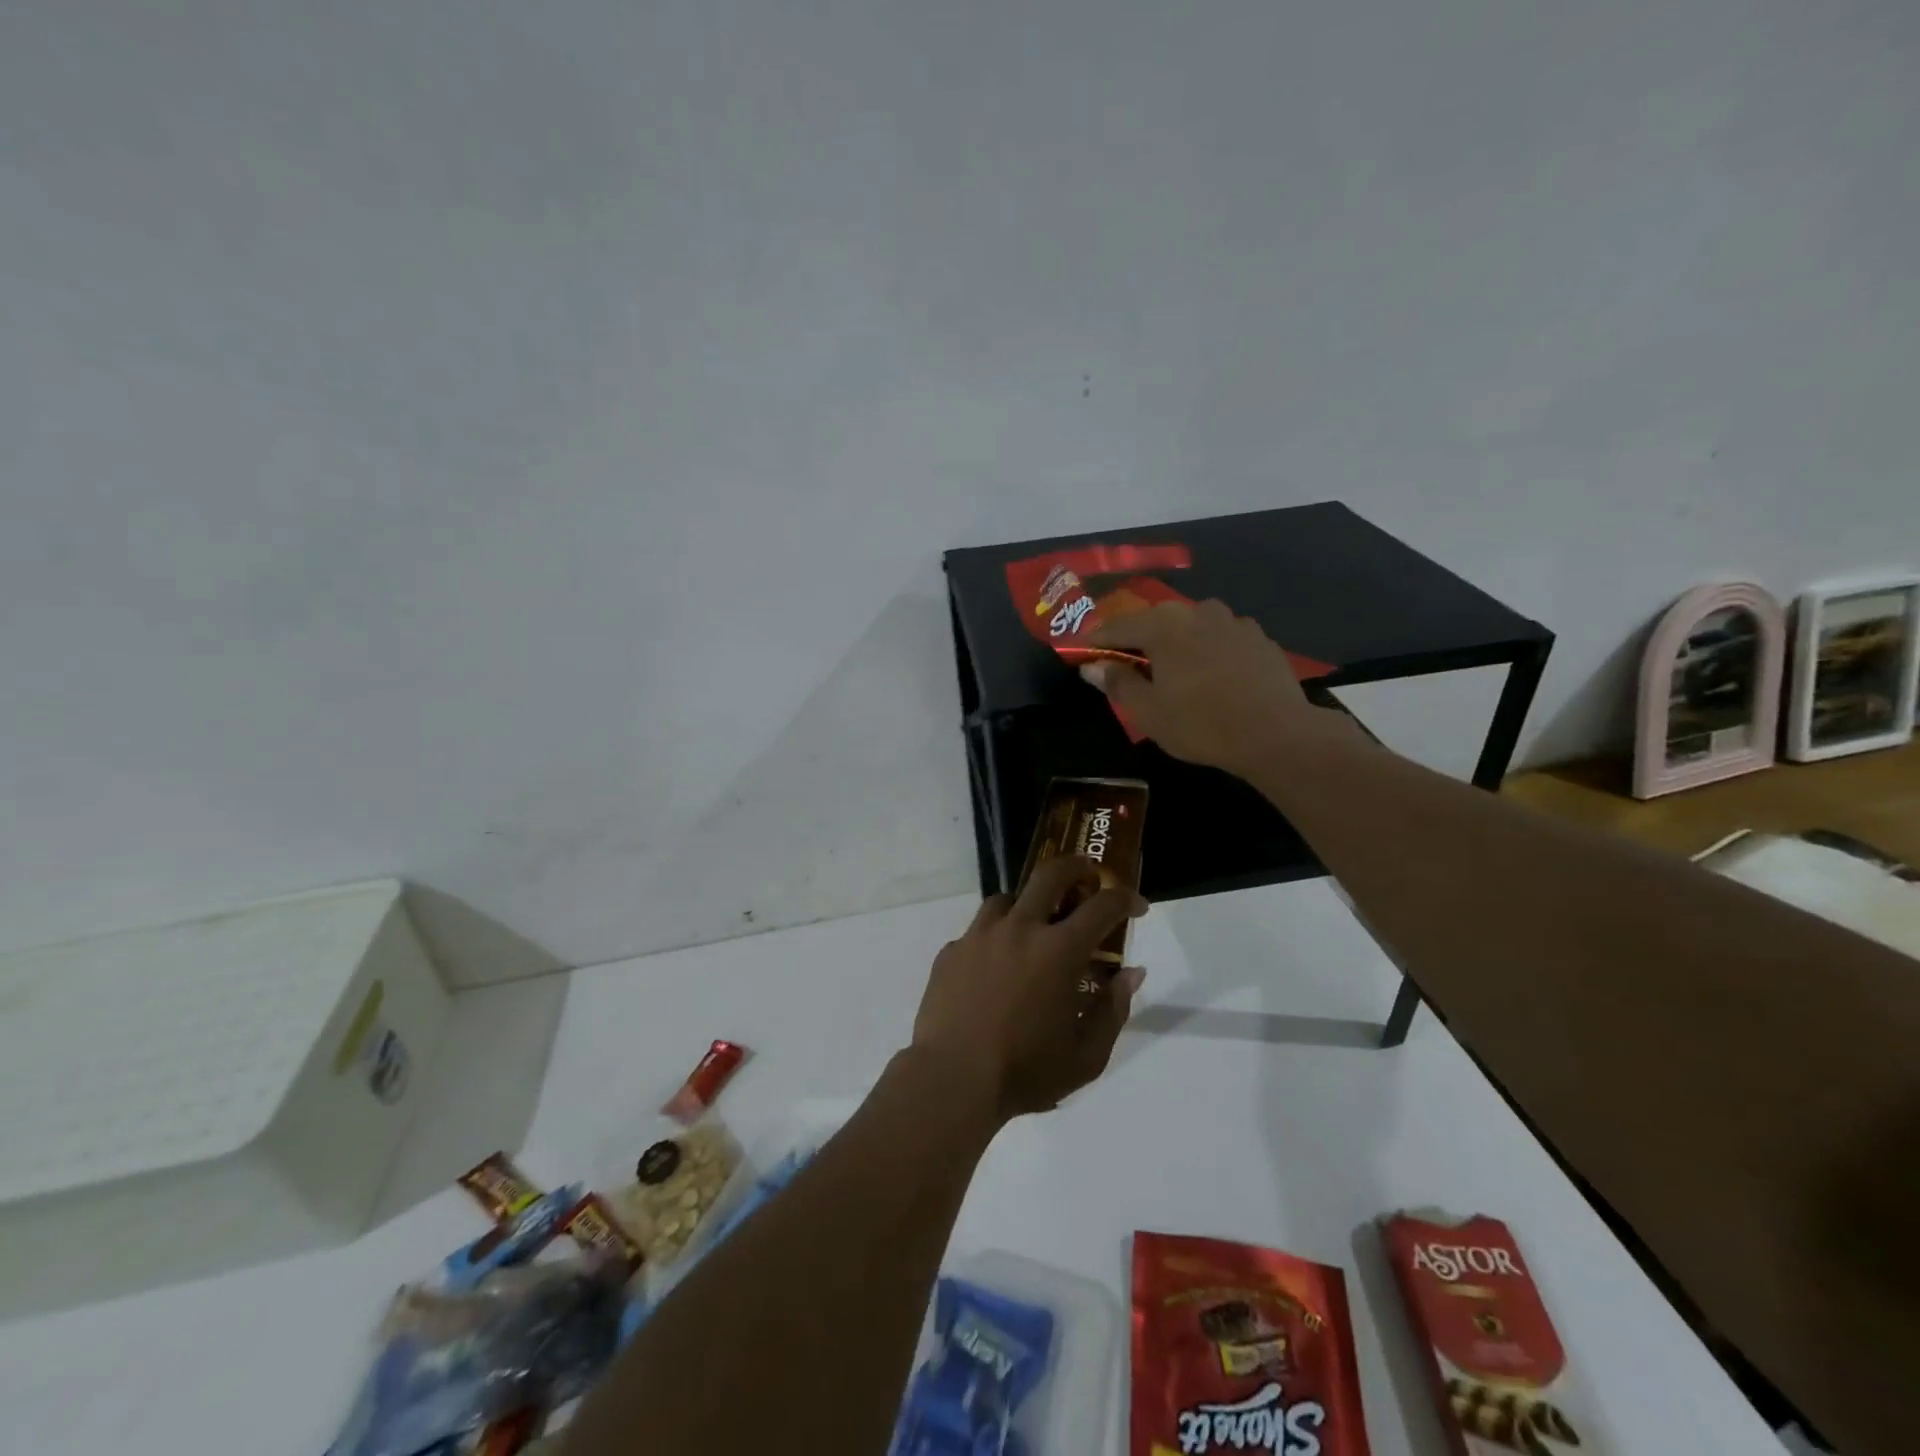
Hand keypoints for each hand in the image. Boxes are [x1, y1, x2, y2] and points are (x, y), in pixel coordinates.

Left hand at [912, 855, 1146, 1121]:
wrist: (952, 1079)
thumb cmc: (1026, 1072)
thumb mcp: (1086, 1055)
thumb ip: (1113, 1009)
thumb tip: (1131, 973)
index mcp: (1058, 951)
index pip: (1102, 907)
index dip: (1126, 899)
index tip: (1137, 906)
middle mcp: (1019, 929)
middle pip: (1049, 875)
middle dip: (1076, 867)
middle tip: (1087, 875)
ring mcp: (979, 936)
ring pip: (1007, 899)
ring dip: (1027, 904)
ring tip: (1033, 927)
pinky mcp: (951, 951)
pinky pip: (978, 932)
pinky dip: (994, 939)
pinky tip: (994, 967)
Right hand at [1081, 599, 1344, 777]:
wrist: (1276, 734)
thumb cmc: (1201, 723)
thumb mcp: (1147, 711)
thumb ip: (1117, 683)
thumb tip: (1093, 666)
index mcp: (1163, 625)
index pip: (1118, 626)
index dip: (1096, 641)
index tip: (1082, 653)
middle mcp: (1197, 611)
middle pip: (1156, 622)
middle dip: (1138, 640)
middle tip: (1126, 663)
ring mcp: (1233, 621)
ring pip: (1192, 628)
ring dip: (1177, 644)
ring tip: (1173, 671)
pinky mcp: (1259, 638)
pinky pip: (1221, 639)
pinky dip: (1208, 651)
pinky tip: (1212, 676)